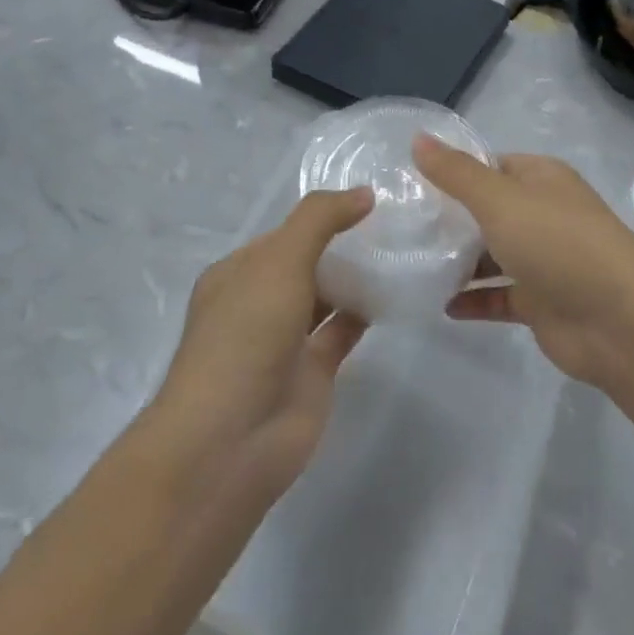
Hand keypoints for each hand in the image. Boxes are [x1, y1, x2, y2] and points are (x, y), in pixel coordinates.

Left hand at [152, 188, 373, 499]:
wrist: (231, 441)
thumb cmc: (245, 336)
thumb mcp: (278, 261)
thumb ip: (319, 220)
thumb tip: (364, 193)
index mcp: (238, 273)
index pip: (285, 233)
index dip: (322, 216)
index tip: (371, 200)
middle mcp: (260, 302)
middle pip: (307, 263)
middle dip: (343, 245)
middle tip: (397, 222)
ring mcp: (286, 340)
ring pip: (327, 297)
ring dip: (357, 277)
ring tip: (402, 249)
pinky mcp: (313, 372)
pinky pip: (343, 331)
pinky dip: (366, 313)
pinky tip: (397, 291)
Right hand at [414, 137, 633, 388]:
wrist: (621, 324)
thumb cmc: (559, 245)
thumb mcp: (501, 200)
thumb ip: (456, 173)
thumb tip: (417, 138)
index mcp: (542, 179)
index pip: (491, 164)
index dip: (454, 170)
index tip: (410, 183)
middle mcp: (544, 214)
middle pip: (488, 210)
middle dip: (450, 217)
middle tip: (402, 225)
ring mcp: (544, 260)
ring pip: (492, 254)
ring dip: (458, 260)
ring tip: (412, 263)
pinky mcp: (540, 302)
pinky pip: (498, 295)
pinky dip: (473, 298)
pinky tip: (441, 304)